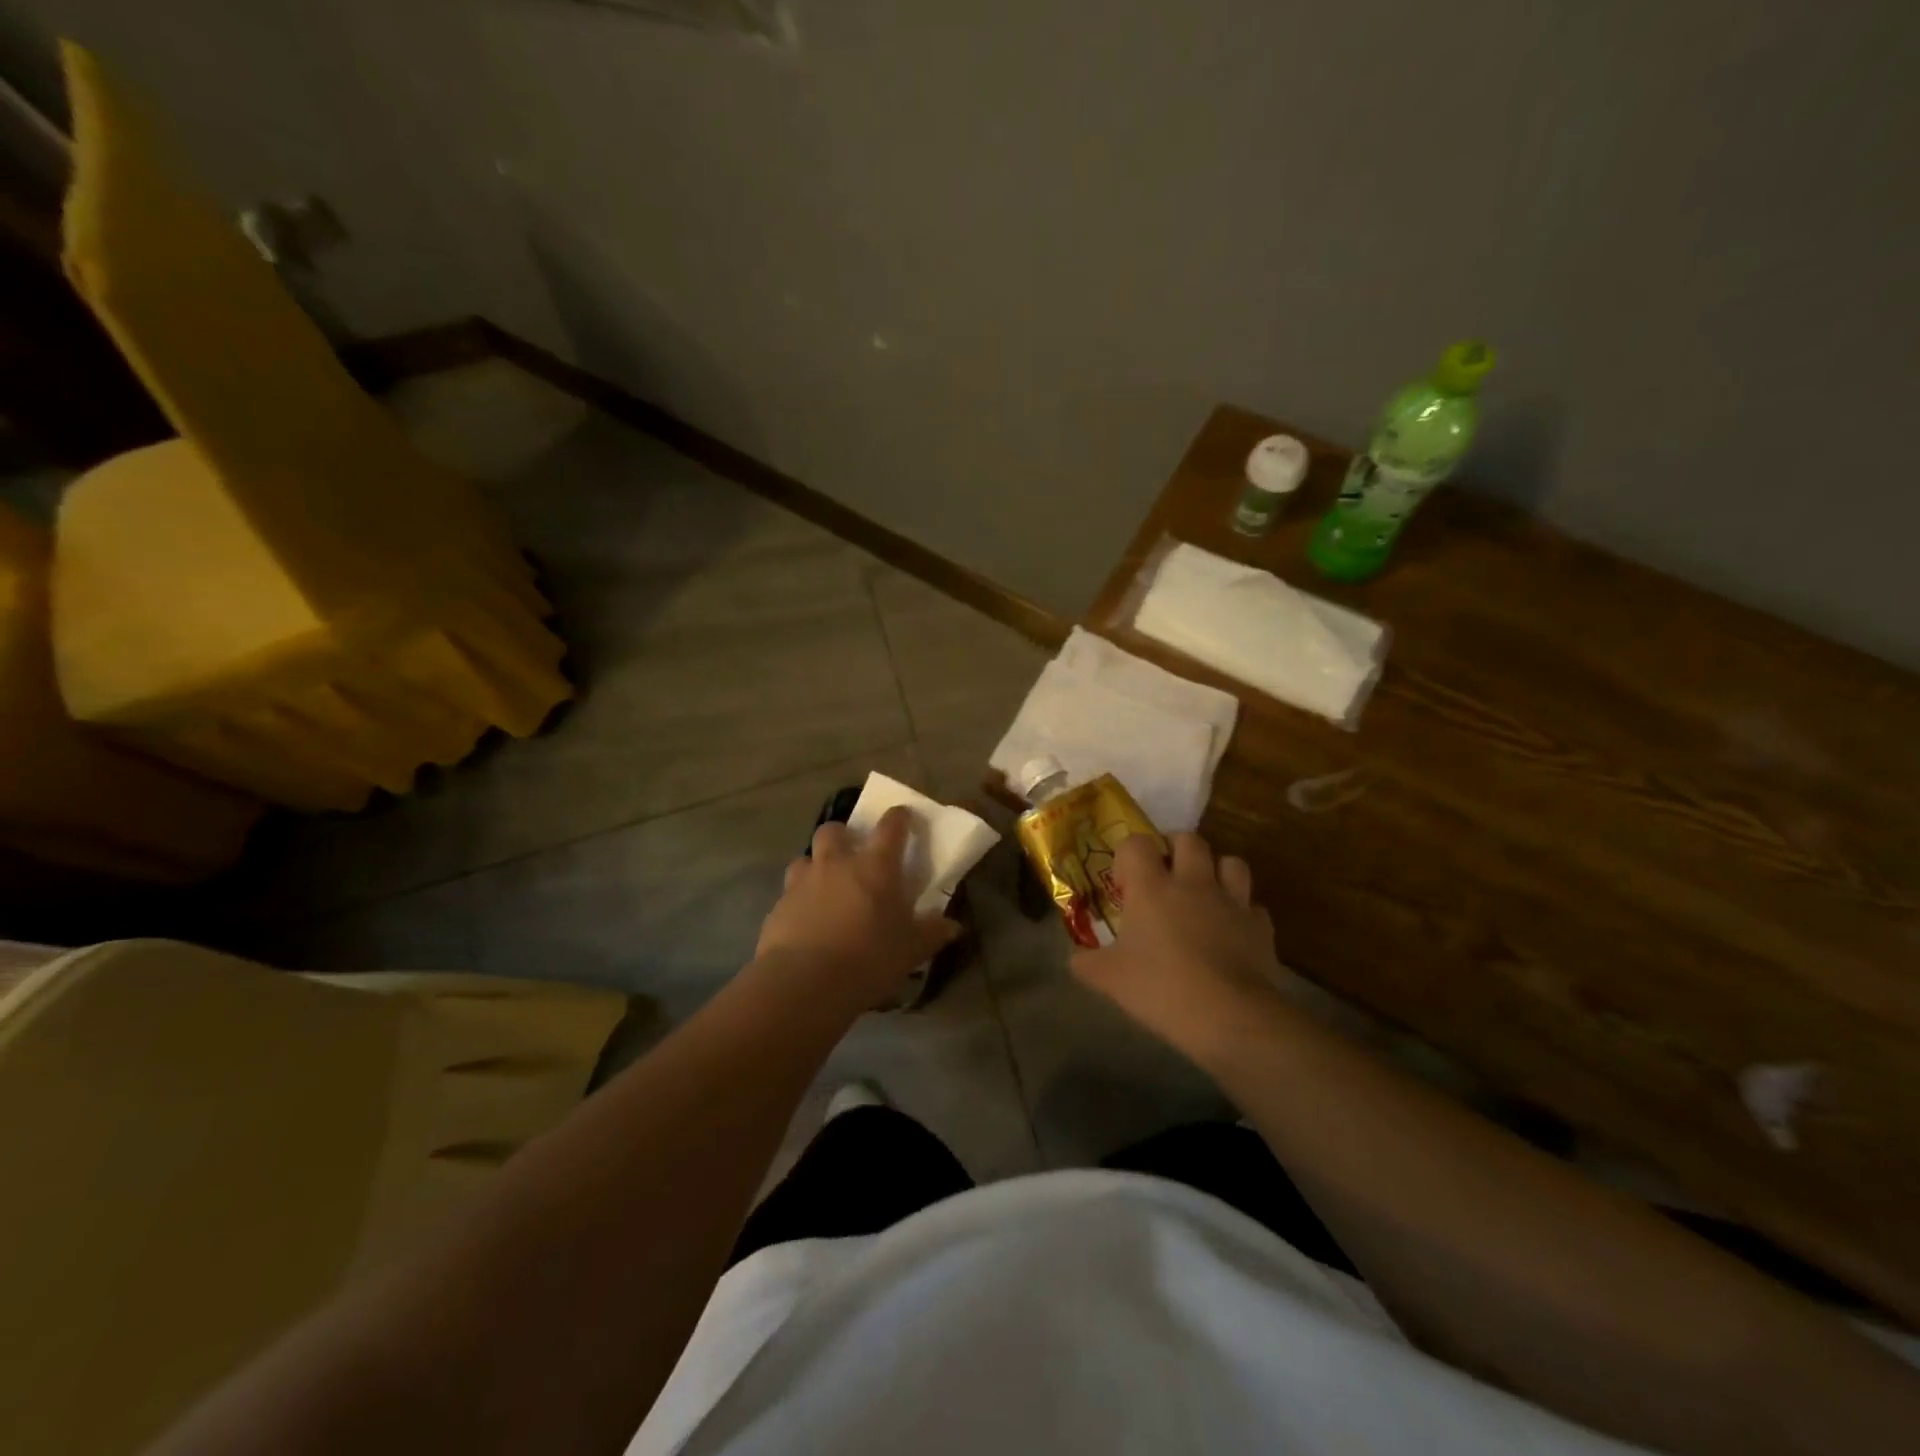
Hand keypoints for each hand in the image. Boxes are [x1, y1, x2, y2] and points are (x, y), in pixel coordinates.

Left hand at [755, 806, 961, 1009]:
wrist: (806, 982)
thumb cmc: (869, 957)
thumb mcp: (911, 949)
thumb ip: (932, 932)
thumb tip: (952, 926)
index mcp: (875, 866)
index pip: (891, 827)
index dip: (899, 818)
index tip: (903, 816)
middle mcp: (836, 864)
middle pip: (834, 830)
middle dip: (843, 835)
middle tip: (852, 854)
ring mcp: (802, 882)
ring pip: (805, 858)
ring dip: (816, 866)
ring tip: (825, 887)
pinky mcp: (778, 907)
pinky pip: (789, 893)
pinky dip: (798, 901)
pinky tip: (806, 923)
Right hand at [1070, 832, 1283, 1058]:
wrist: (1230, 1016)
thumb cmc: (1161, 989)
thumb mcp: (1109, 979)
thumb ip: (1086, 963)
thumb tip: (1076, 958)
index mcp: (1152, 887)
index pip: (1137, 843)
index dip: (1128, 855)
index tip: (1124, 883)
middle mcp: (1193, 882)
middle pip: (1189, 839)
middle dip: (1175, 849)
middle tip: (1165, 874)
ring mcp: (1231, 901)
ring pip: (1230, 862)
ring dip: (1216, 871)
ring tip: (1204, 893)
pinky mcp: (1260, 926)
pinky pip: (1252, 906)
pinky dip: (1241, 912)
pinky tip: (1231, 931)